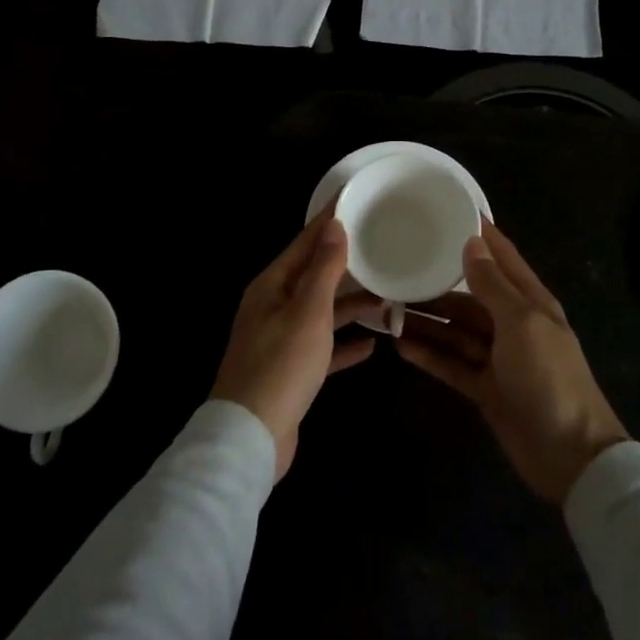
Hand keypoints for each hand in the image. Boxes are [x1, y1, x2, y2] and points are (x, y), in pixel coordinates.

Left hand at [212, 209, 380, 479]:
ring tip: (389, 298)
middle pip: (315, 276)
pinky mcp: (291, 371)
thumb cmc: (281, 365)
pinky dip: (344, 345)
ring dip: (352, 306)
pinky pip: (323, 348)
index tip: (354, 201)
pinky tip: (372, 345)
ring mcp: (281, 340)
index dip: (328, 222)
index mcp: (272, 286)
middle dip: (347, 265)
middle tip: (382, 249)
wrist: (251, 437)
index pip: (304, 243)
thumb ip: (324, 269)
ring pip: (322, 312)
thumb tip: (334, 225)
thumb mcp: (308, 311)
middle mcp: (273, 307)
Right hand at [395, 223, 627, 504]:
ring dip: (425, 321)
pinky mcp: (485, 388)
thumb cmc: (549, 377)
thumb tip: (471, 243)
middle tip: (395, 272)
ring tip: (386, 309)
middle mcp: (512, 324)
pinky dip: (429, 355)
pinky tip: (400, 345)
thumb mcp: (521, 323)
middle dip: (435, 286)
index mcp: (530, 302)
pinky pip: (451, 364)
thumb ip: (492, 285)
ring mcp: (497, 358)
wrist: (570, 455)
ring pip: (455, 331)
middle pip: (468, 297)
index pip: (501, 257)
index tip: (445, 212)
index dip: (478, 235)